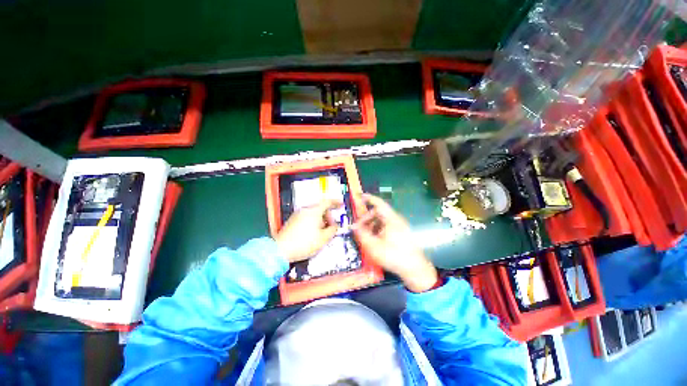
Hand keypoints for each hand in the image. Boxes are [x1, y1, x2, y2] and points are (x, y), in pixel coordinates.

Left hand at [274, 199, 340, 262]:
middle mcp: (305, 210)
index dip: (335, 202)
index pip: (327, 202)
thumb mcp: (323, 238)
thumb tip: (335, 225)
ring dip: (321, 219)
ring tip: (323, 231)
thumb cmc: (305, 243)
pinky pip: (307, 217)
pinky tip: (313, 233)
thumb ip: (332, 230)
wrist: (281, 250)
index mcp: (314, 211)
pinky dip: (313, 222)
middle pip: (320, 208)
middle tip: (332, 226)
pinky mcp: (292, 221)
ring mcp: (298, 214)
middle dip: (328, 215)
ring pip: (313, 213)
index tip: (341, 204)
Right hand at [352, 194, 437, 291]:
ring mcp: (400, 226)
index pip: (378, 203)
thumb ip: (362, 234)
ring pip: (382, 220)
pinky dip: (378, 229)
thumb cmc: (393, 255)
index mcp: (391, 219)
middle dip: (367, 218)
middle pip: (379, 212)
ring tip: (365, 235)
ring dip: (372, 224)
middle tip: (358, 227)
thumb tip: (353, 226)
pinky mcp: (402, 233)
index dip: (368, 198)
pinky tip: (375, 239)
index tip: (359, 197)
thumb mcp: (373, 246)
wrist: (415, 269)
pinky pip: (387, 226)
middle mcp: (396, 220)